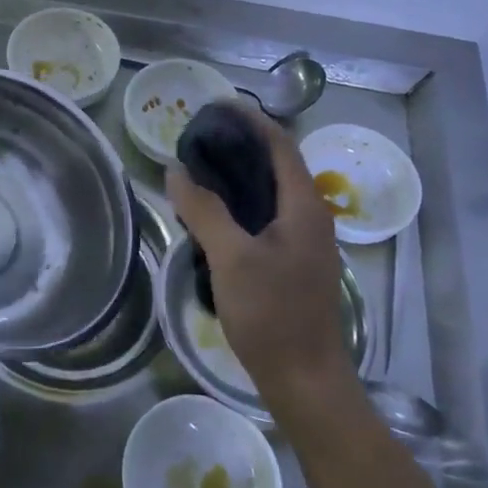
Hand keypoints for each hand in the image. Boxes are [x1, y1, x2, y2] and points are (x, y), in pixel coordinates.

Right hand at [166, 106, 350, 408]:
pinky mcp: (294, 263)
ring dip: (241, 174)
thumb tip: (176, 171)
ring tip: (201, 167)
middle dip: (242, 144)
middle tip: (200, 136)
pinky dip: (242, 203)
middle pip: (278, 164)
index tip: (215, 106)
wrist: (306, 381)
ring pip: (272, 193)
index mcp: (304, 206)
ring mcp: (305, 242)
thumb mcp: (231, 258)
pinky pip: (268, 216)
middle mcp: (311, 216)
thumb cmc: (272, 314)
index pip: (280, 144)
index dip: (250, 120)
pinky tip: (214, 214)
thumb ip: (204, 210)